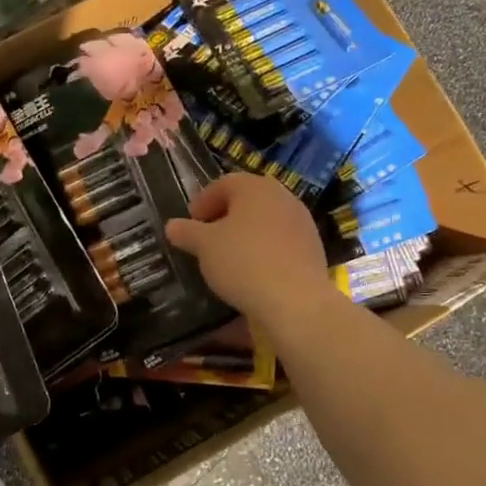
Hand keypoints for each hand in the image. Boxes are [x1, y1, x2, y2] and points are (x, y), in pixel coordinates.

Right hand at [165, 172, 333, 330]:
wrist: (296, 300)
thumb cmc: (243, 262)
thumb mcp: (204, 247)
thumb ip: (187, 232)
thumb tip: (172, 226)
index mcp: (254, 187)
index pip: (223, 184)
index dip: (202, 202)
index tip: (191, 222)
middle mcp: (282, 196)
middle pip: (247, 200)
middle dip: (225, 216)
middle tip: (207, 237)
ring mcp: (301, 221)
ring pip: (265, 220)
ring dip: (246, 232)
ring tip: (230, 255)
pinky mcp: (313, 246)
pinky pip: (281, 240)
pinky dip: (265, 248)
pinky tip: (254, 269)